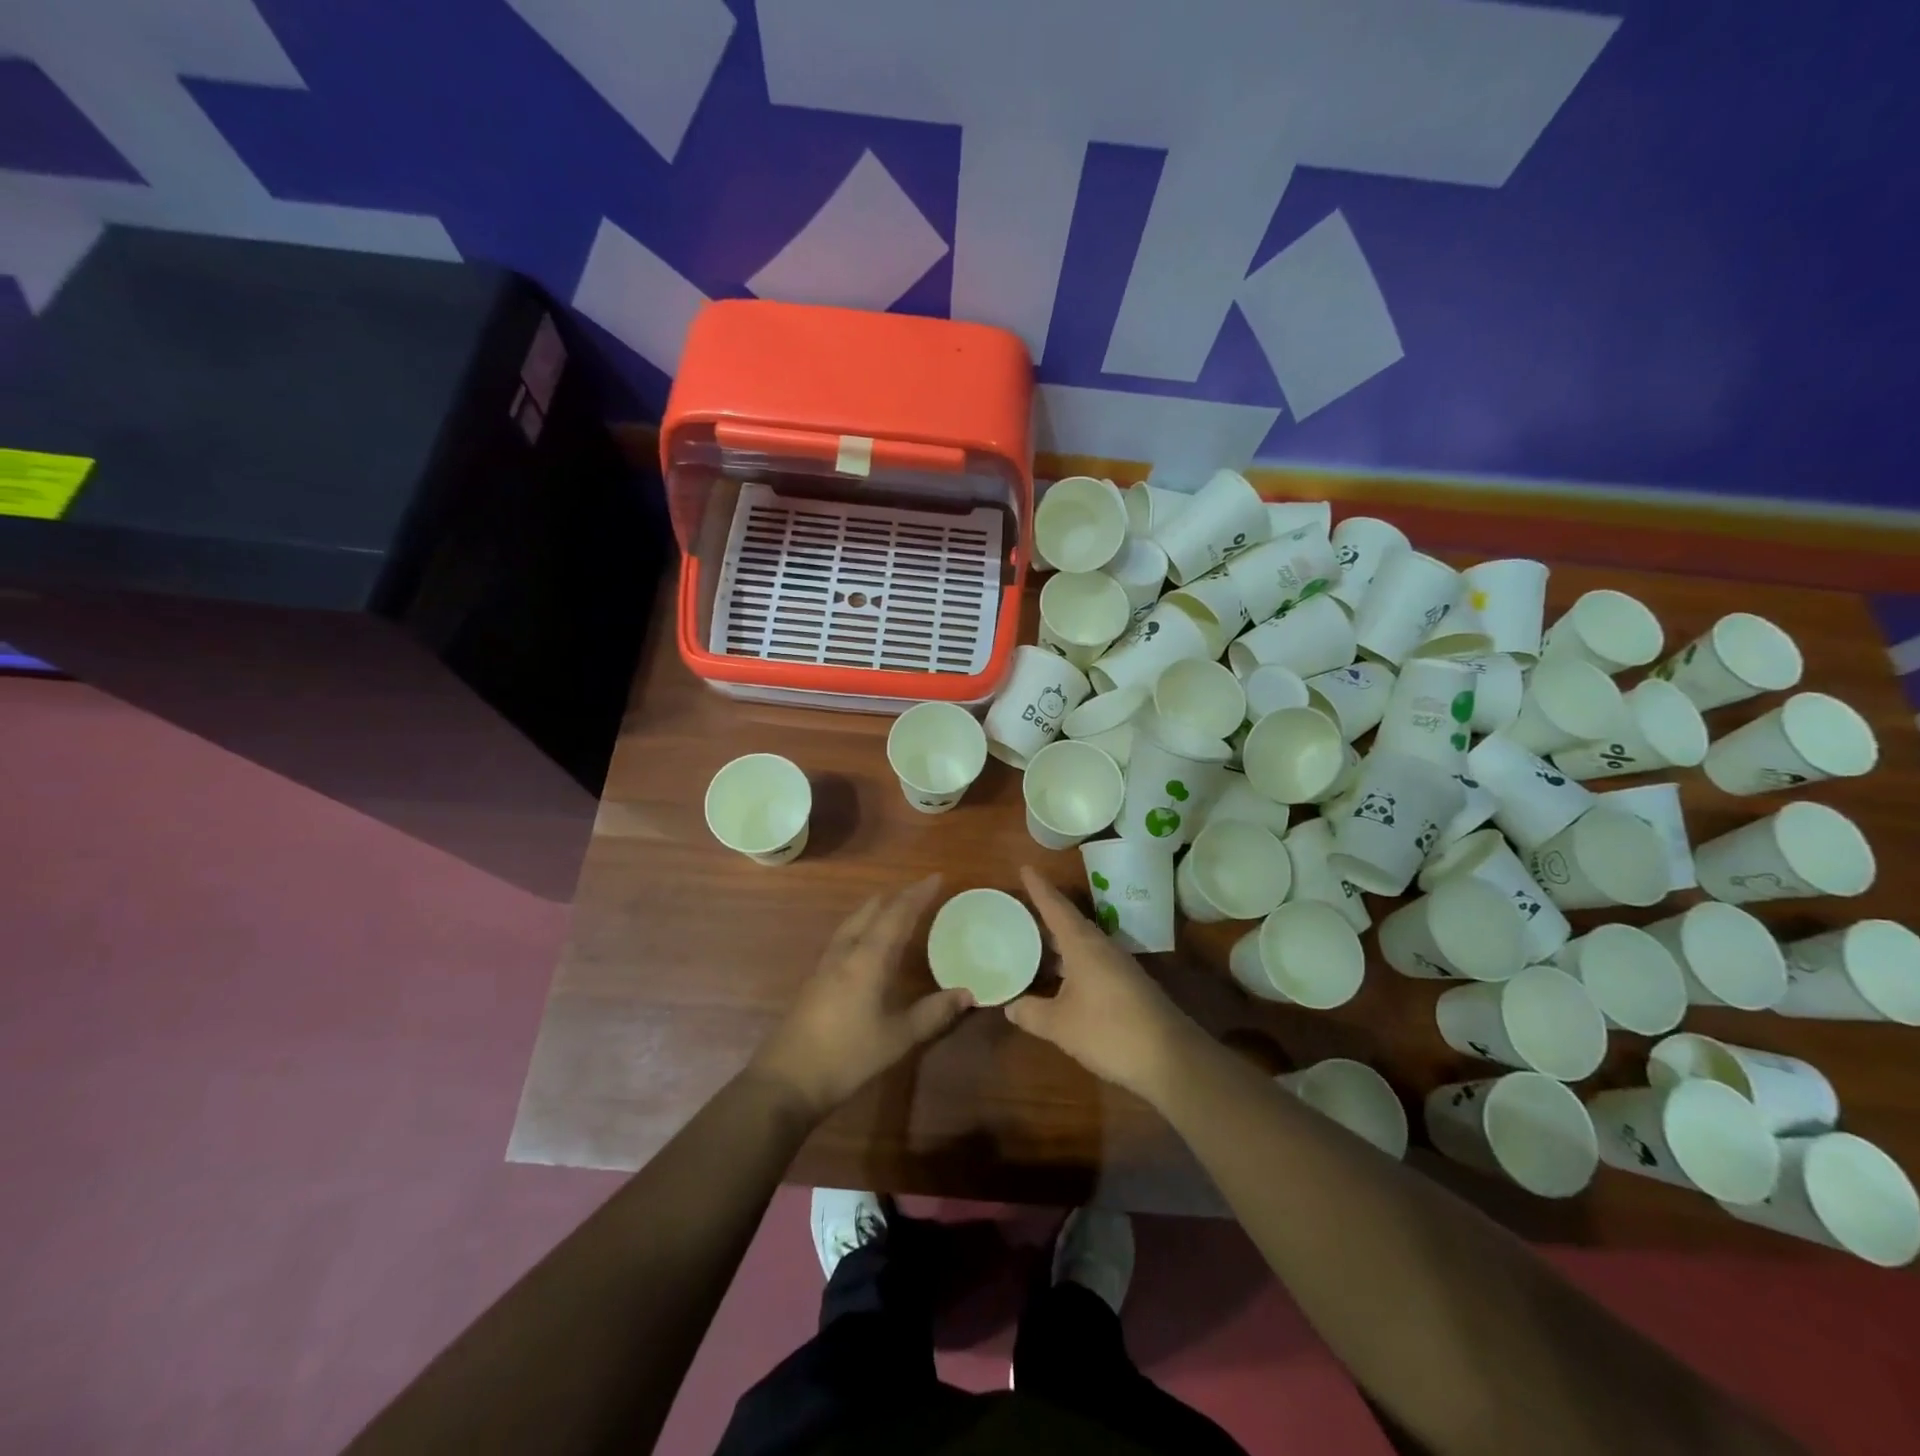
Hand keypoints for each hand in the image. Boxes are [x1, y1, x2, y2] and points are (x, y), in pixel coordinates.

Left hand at [748, 874, 971, 1121]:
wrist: (787, 1080)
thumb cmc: (847, 1056)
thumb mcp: (898, 1038)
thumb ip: (933, 1013)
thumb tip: (968, 993)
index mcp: (868, 959)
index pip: (896, 915)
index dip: (917, 895)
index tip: (936, 878)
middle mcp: (846, 952)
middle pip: (872, 911)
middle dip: (897, 897)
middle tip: (920, 892)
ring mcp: (826, 964)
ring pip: (854, 921)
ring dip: (876, 908)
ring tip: (894, 906)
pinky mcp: (816, 979)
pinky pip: (844, 936)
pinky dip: (862, 925)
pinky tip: (865, 940)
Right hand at [1005, 866, 1203, 1104]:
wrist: (1170, 1058)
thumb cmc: (1108, 1031)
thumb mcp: (1060, 1025)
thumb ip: (1031, 1013)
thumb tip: (1009, 1005)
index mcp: (1083, 944)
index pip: (1056, 907)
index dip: (1039, 888)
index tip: (1025, 867)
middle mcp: (1101, 947)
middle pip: (1069, 923)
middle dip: (1045, 915)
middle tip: (1019, 910)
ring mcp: (1117, 966)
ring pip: (1081, 944)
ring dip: (1057, 942)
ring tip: (1032, 942)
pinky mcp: (1127, 986)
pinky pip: (1091, 962)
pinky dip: (1070, 963)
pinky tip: (1059, 979)